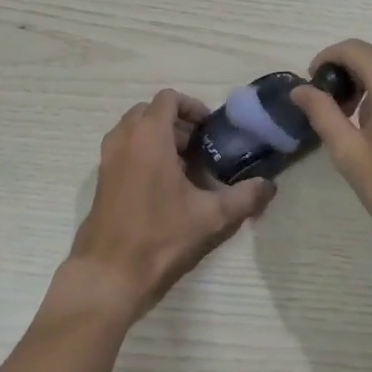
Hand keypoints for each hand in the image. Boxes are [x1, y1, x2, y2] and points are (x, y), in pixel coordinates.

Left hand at [64, 89, 275, 321]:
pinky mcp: (101, 177)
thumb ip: (244, 197)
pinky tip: (163, 185)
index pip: (169, 98)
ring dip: (159, 136)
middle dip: (176, 122)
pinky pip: (124, 148)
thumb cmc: (160, 235)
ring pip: (135, 129)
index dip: (192, 107)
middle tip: (200, 147)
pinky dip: (143, 152)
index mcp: (148, 135)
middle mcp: (124, 138)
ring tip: (184, 165)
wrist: (109, 272)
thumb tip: (269, 186)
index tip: (210, 129)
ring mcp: (108, 157)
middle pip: (151, 111)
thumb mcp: (210, 216)